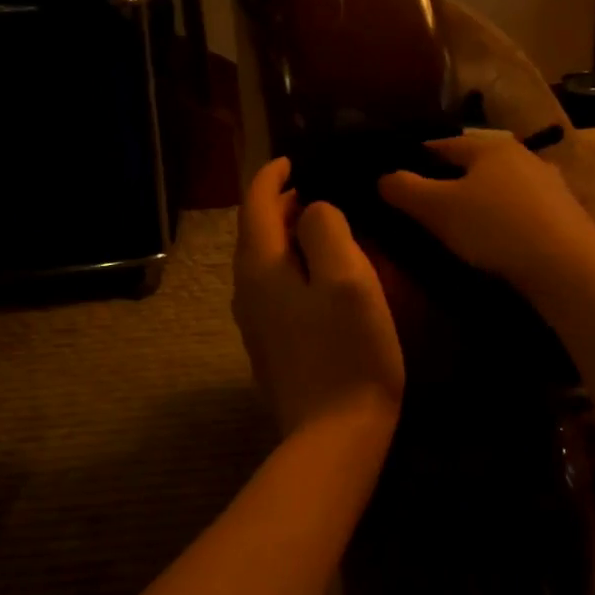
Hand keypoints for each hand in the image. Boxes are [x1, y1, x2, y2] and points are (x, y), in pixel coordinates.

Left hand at [233, 157, 404, 438]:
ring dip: (289, 238)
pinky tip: (321, 278)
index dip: (273, 175)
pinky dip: (294, 269)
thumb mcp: (346, 277)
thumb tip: (313, 211)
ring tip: (324, 228)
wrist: (334, 436)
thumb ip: (325, 229)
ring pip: (266, 263)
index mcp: (260, 267)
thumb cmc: (348, 352)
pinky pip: (275, 291)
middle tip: (321, 191)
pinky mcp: (271, 347)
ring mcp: (255, 323)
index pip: (256, 203)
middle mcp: (246, 291)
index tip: (295, 159)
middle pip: (257, 232)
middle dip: (282, 205)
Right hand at [378, 134, 594, 287]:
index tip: (397, 177)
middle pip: (474, 164)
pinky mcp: (564, 213)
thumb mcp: (437, 209)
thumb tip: (383, 176)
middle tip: (426, 204)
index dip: (416, 159)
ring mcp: (548, 183)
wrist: (566, 264)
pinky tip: (497, 238)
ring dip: (480, 199)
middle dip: (450, 180)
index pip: (441, 144)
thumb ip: (405, 190)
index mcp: (487, 146)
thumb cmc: (493, 227)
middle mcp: (521, 154)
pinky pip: (521, 209)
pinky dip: (504, 218)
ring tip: (461, 223)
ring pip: (500, 186)